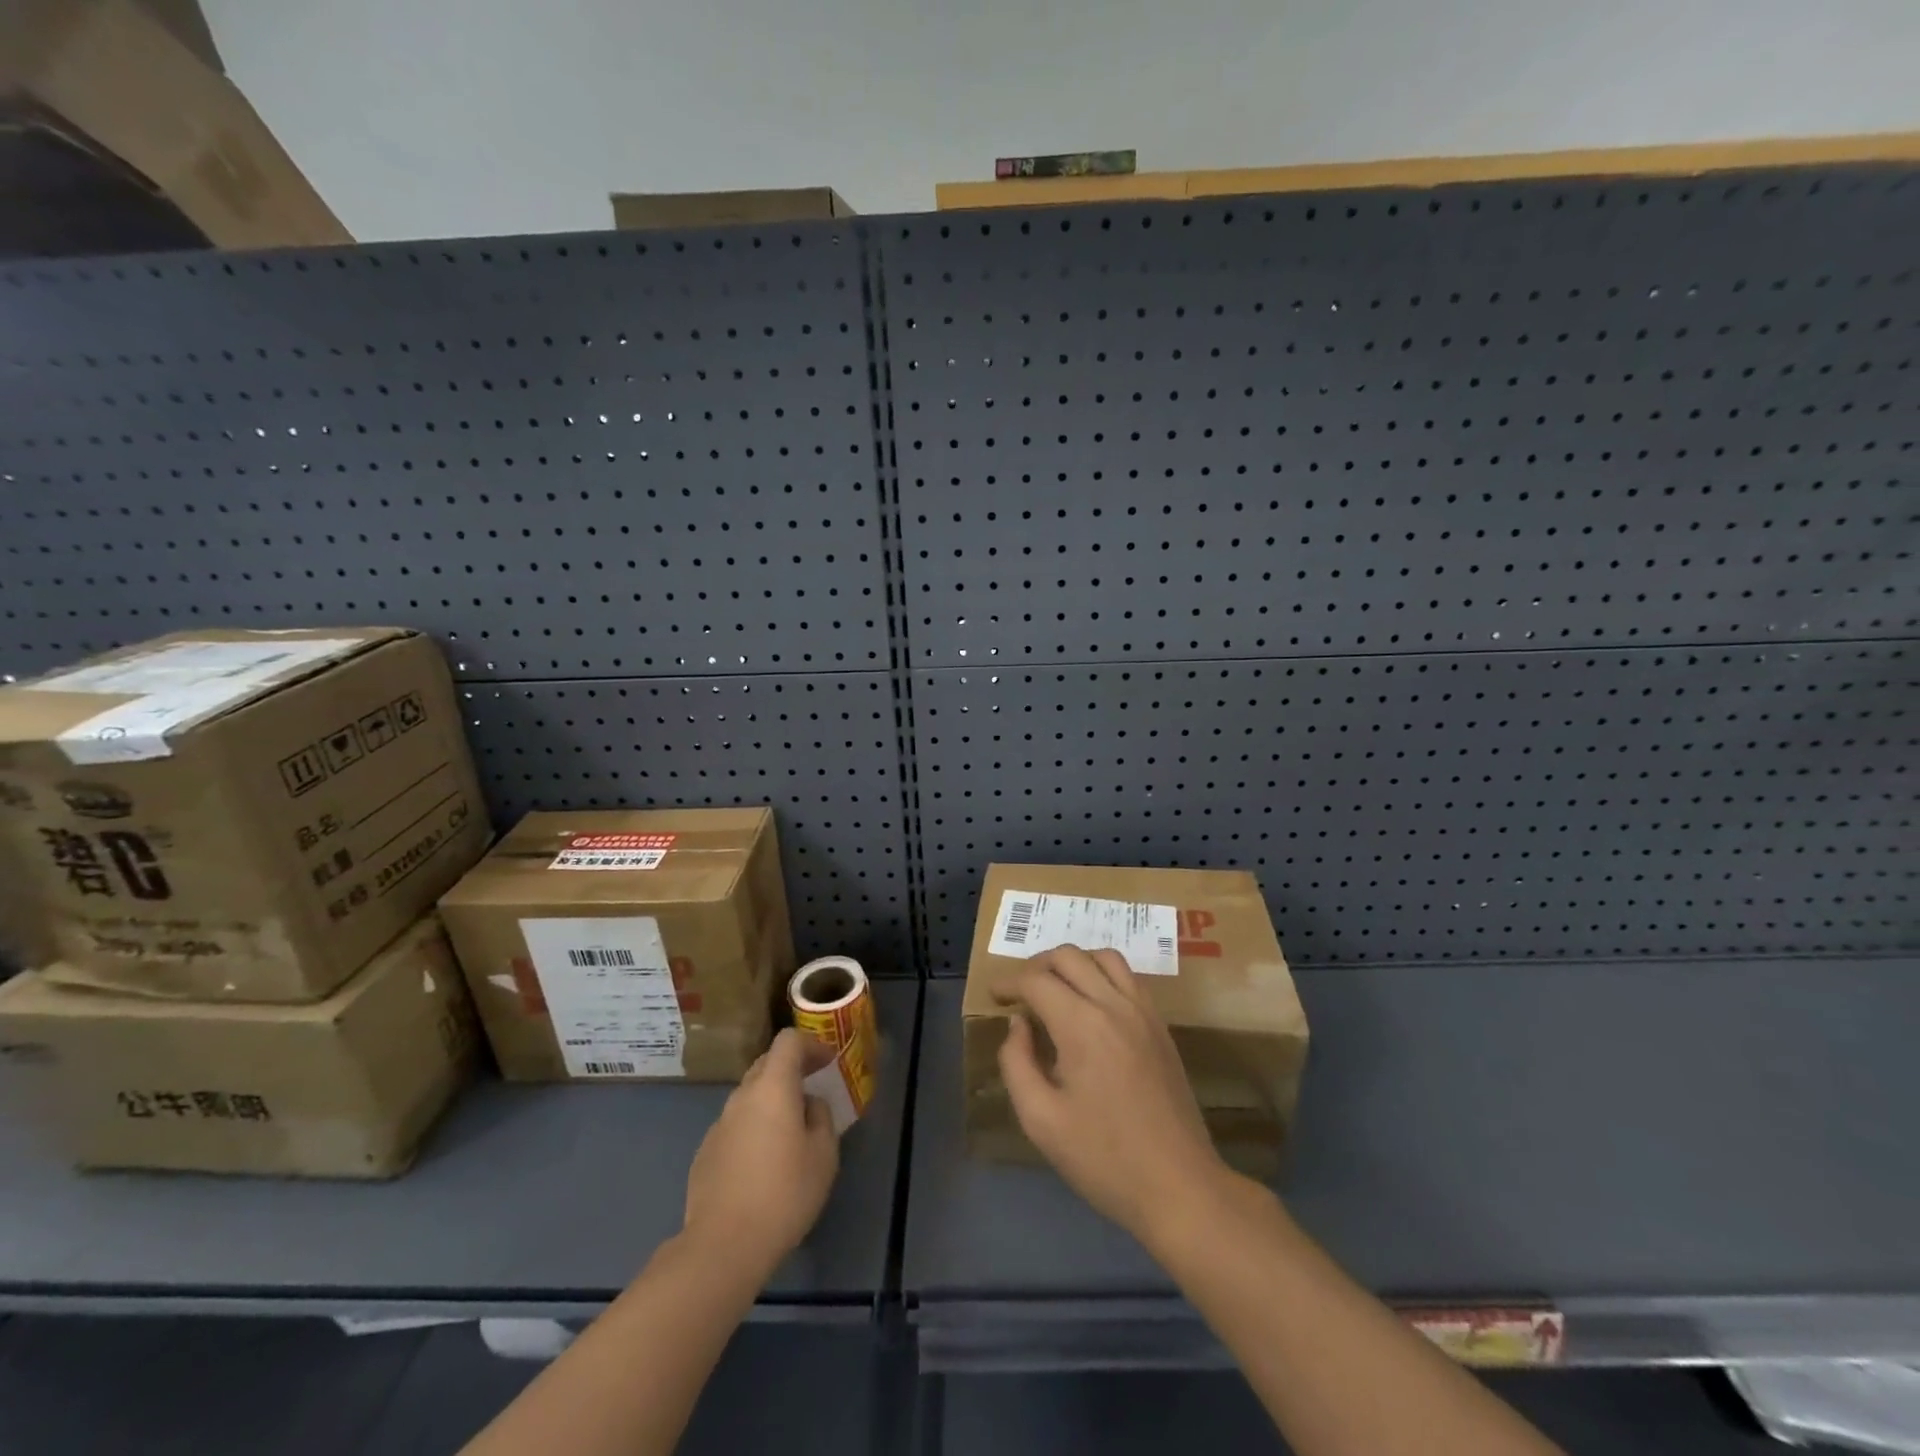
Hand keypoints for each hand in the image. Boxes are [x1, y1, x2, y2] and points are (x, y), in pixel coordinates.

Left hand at [682, 1029, 839, 1277]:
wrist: (722, 1246)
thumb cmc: (784, 1194)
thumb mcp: (823, 1154)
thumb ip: (821, 1117)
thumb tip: (809, 1105)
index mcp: (772, 1088)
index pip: (788, 1042)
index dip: (811, 1045)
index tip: (828, 1062)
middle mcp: (741, 1097)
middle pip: (766, 1064)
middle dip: (791, 1069)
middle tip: (812, 1088)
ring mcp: (719, 1125)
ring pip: (749, 1096)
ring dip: (771, 1100)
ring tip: (790, 1129)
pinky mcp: (705, 1153)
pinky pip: (735, 1125)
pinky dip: (753, 1127)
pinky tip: (763, 1161)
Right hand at [997, 946, 1231, 1250]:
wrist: (1179, 1186)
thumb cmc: (1103, 1159)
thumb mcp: (1041, 1120)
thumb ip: (1017, 1064)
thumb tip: (1017, 1025)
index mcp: (1081, 1025)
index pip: (1037, 980)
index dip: (1010, 982)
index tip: (995, 995)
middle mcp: (1114, 1004)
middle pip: (1069, 956)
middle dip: (1037, 966)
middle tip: (1020, 991)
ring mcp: (1143, 1012)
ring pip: (1104, 957)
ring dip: (1074, 962)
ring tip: (1056, 988)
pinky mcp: (1161, 1026)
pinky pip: (1129, 977)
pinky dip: (1103, 974)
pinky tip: (1092, 1003)